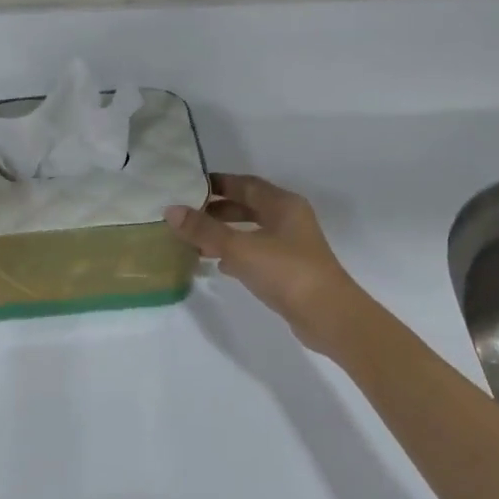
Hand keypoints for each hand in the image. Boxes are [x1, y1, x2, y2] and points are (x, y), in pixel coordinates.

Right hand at [165, 174, 364, 351]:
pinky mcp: (289, 271)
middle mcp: (289, 220)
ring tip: (195, 240)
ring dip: (225, 233)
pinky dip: (236, 255)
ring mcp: (291, 247)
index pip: (246, 184)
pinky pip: (256, 255)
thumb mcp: (240, 247)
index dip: (219, 183)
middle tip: (188, 214)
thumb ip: (204, 229)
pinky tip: (218, 265)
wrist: (327, 315)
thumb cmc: (286, 271)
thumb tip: (171, 210)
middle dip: (219, 209)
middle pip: (249, 207)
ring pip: (252, 232)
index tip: (190, 186)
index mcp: (283, 205)